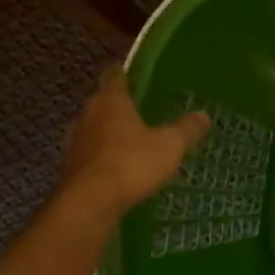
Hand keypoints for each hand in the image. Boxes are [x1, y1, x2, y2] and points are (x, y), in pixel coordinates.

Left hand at [60, 65, 210, 214]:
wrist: (91, 202)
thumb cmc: (132, 163)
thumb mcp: (170, 146)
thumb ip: (186, 130)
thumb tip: (203, 116)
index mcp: (111, 101)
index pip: (114, 76)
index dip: (123, 73)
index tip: (129, 73)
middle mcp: (88, 115)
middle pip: (102, 103)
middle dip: (117, 106)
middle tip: (137, 111)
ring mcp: (75, 142)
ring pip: (93, 129)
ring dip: (107, 133)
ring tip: (128, 141)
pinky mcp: (70, 168)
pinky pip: (90, 155)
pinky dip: (102, 157)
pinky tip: (117, 168)